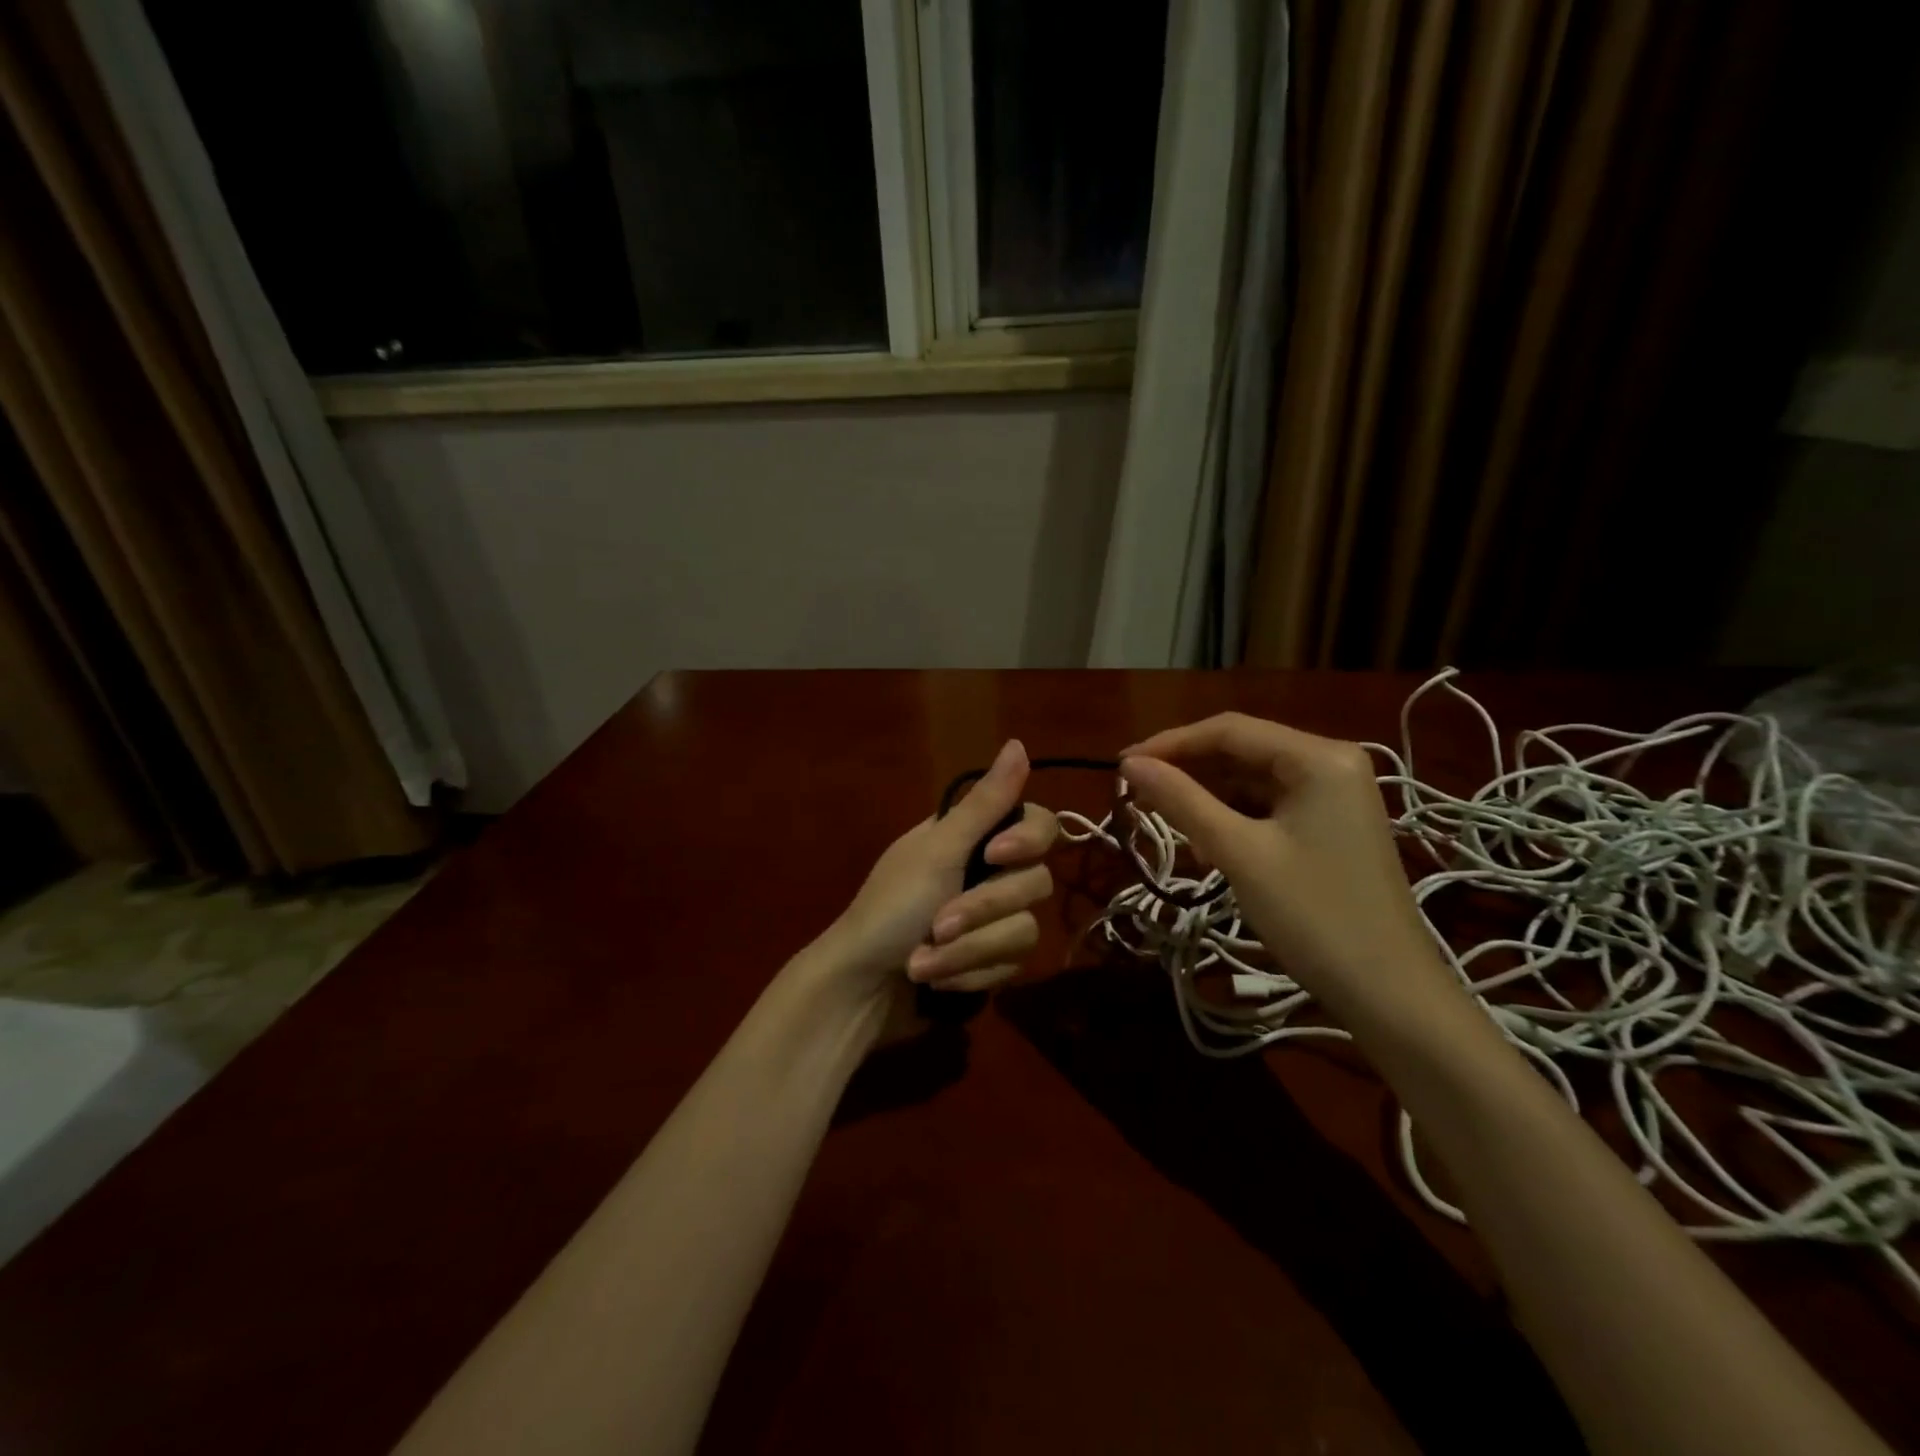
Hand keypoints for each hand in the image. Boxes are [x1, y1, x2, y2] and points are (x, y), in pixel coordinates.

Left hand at [824, 739, 1059, 1040]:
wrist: (860, 991)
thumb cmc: (889, 909)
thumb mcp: (937, 851)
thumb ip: (985, 803)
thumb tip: (1018, 743)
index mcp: (973, 837)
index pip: (1039, 824)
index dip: (1027, 841)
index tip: (994, 856)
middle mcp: (989, 873)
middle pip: (1035, 883)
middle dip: (982, 911)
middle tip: (937, 923)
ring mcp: (993, 921)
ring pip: (1025, 932)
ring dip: (968, 951)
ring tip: (922, 963)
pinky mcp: (992, 963)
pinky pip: (1010, 967)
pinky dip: (968, 974)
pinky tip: (935, 982)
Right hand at [1120, 714, 1460, 1027]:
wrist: (1390, 994)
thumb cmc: (1313, 916)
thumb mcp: (1239, 853)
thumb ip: (1182, 801)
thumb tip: (1129, 765)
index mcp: (1319, 757)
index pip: (1229, 730)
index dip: (1169, 744)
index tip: (1120, 767)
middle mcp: (1332, 763)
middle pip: (1241, 752)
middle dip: (1188, 773)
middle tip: (1136, 797)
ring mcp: (1335, 796)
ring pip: (1252, 782)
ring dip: (1208, 801)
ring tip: (1171, 830)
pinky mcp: (1332, 826)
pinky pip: (1269, 807)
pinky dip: (1234, 821)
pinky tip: (1209, 850)